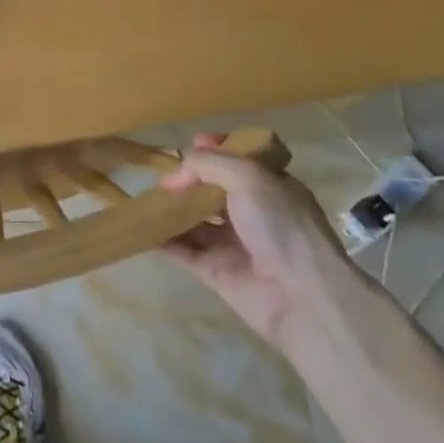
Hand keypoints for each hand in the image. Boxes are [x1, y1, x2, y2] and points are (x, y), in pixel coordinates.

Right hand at [160, 133, 362, 355]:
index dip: (217, 149)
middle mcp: (253, 213)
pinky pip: (183, 250)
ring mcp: (234, 244)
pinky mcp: (216, 272)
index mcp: (270, 186)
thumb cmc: (281, 226)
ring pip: (196, 219)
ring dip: (172, 209)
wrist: (303, 299)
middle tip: (162, 175)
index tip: (193, 144)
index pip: (240, 160)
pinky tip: (140, 227)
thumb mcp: (248, 177)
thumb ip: (208, 164)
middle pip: (213, 189)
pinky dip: (162, 239)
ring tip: (144, 196)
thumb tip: (176, 172)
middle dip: (188, 179)